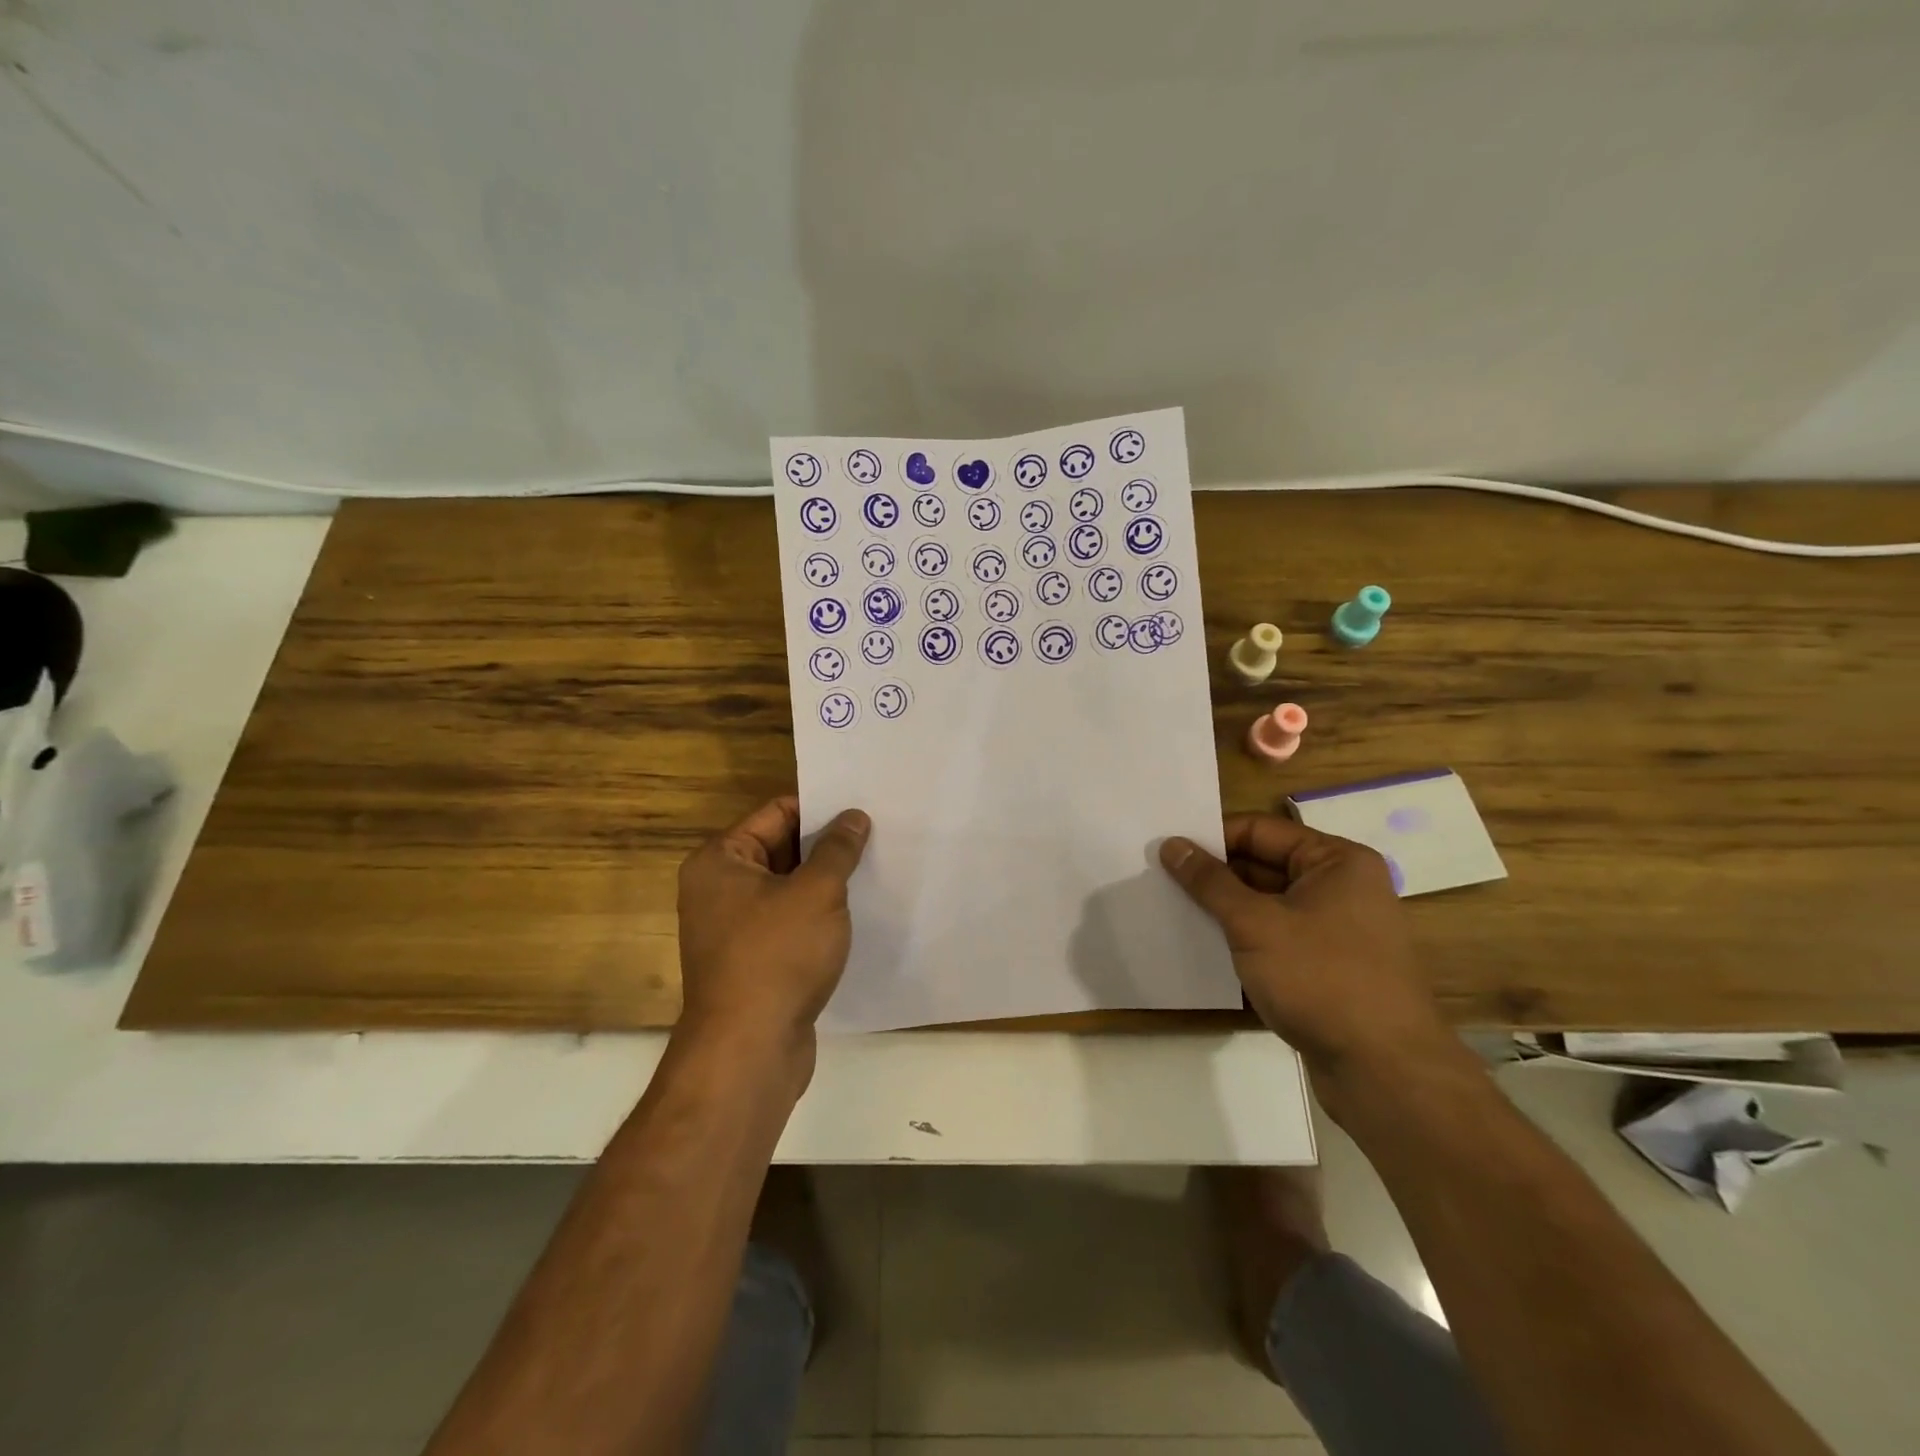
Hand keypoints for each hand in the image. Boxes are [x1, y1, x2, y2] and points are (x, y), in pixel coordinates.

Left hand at [676, 796, 870, 1074]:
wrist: (749, 1050)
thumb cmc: (777, 956)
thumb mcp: (817, 892)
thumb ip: (837, 849)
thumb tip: (853, 817)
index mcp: (721, 861)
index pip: (776, 813)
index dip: (820, 808)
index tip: (862, 807)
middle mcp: (719, 889)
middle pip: (781, 849)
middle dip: (826, 845)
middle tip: (877, 834)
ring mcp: (734, 928)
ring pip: (788, 889)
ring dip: (825, 882)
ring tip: (876, 867)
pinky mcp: (753, 961)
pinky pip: (789, 922)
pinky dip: (818, 916)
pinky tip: (857, 912)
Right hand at [1160, 815, 1466, 1111]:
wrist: (1384, 1072)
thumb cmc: (1321, 979)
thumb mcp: (1255, 924)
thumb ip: (1209, 882)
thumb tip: (1172, 845)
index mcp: (1336, 861)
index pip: (1260, 831)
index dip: (1212, 837)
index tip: (1166, 848)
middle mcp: (1341, 888)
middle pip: (1264, 865)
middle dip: (1214, 874)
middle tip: (1159, 878)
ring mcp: (1336, 930)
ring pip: (1267, 905)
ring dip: (1225, 909)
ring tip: (1171, 908)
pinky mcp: (1327, 967)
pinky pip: (1276, 938)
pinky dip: (1243, 939)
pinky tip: (1203, 946)